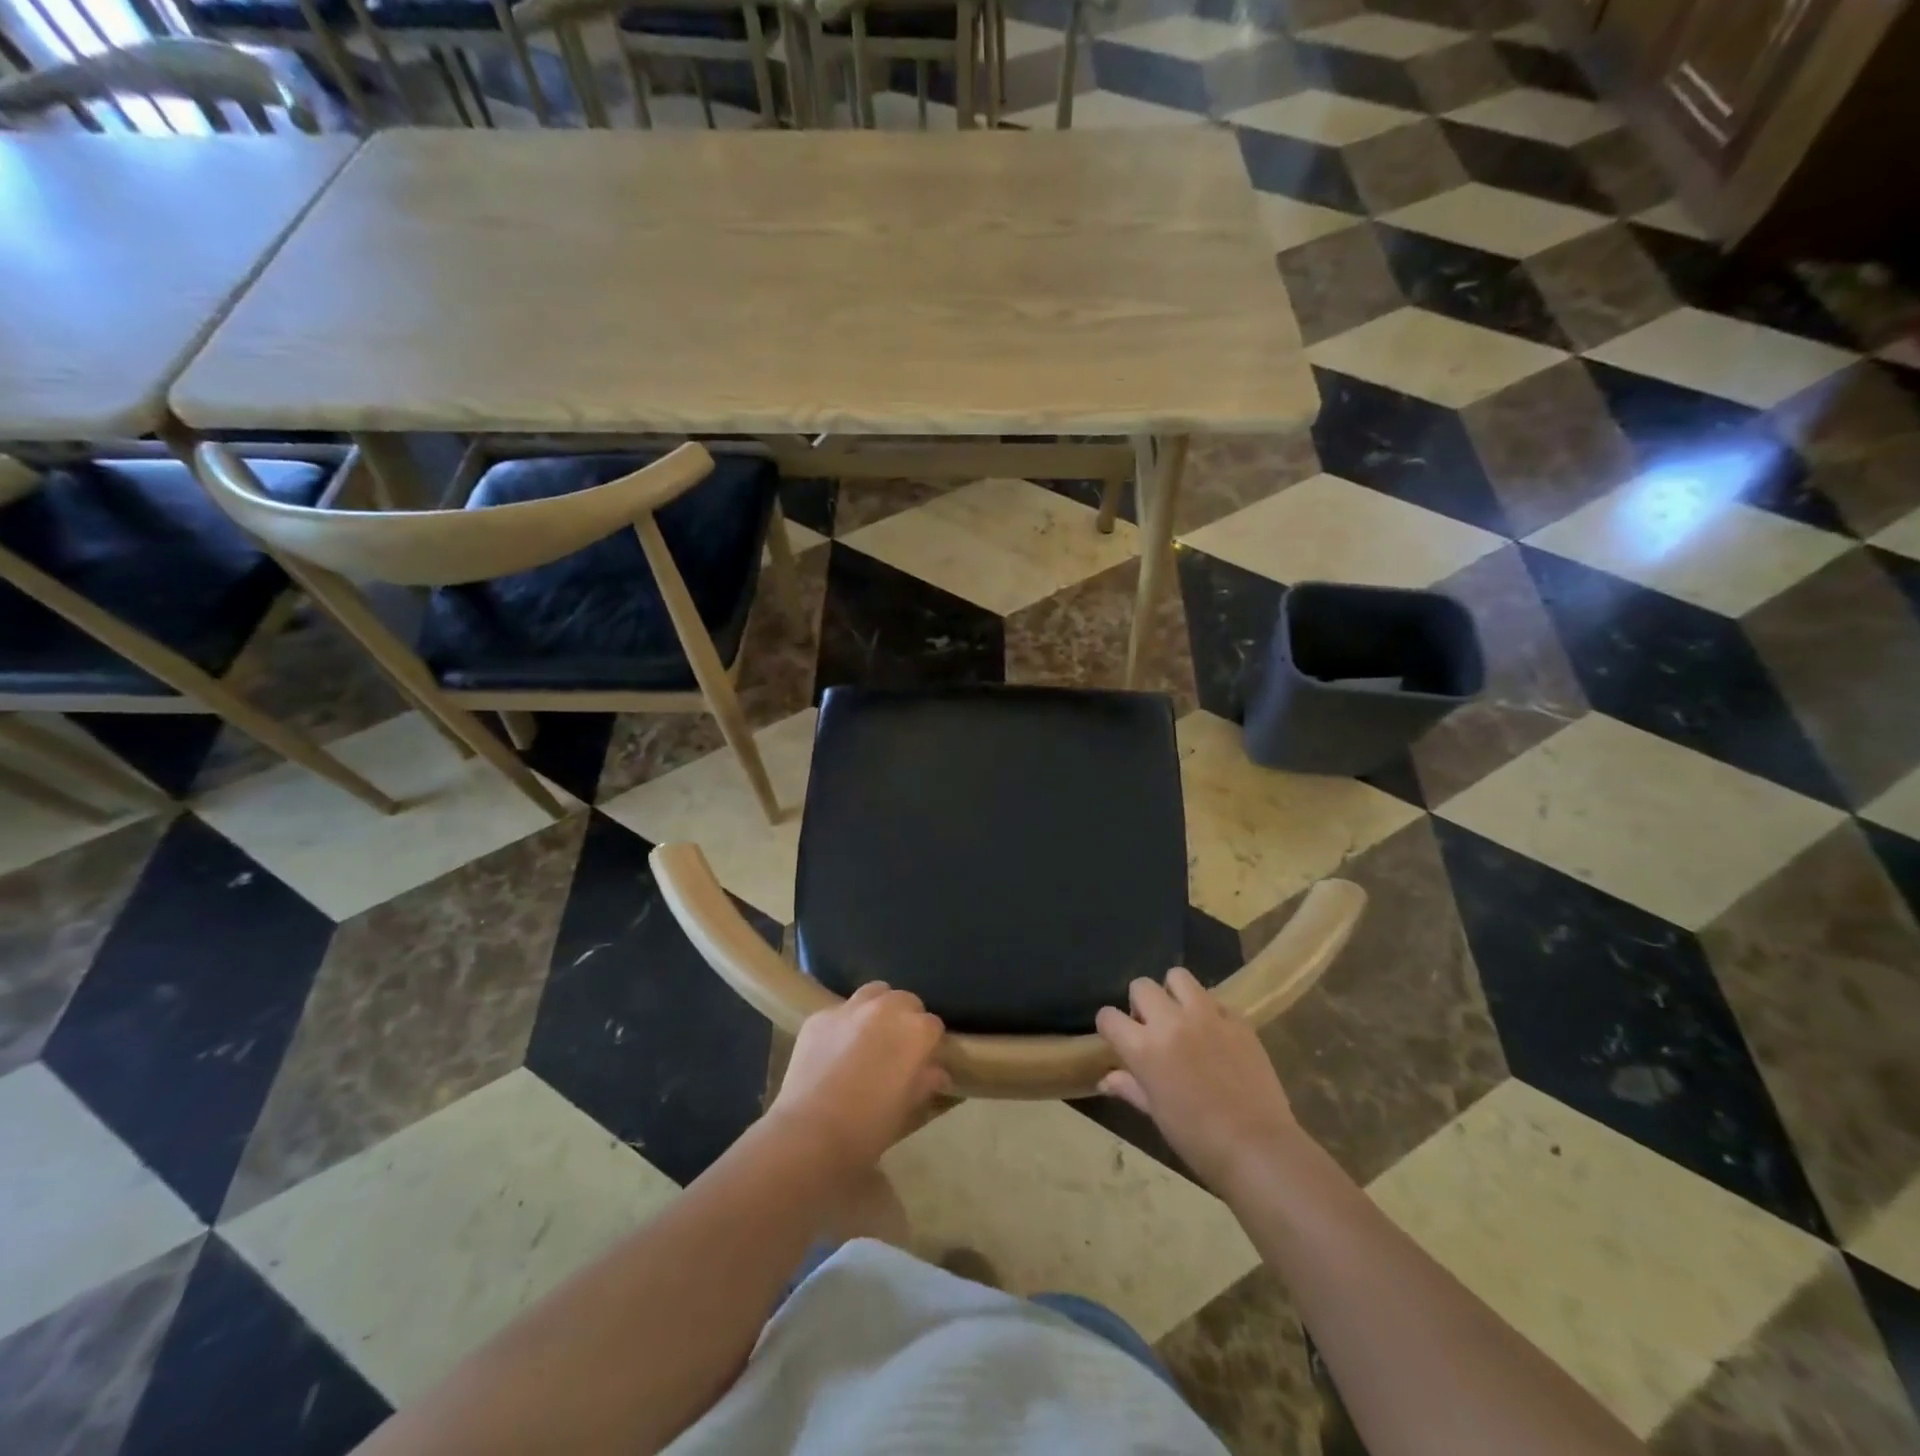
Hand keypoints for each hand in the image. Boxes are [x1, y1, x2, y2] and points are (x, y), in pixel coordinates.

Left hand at [769, 983, 949, 1177]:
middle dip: (905, 1019)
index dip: (928, 1044)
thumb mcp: (907, 1108)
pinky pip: (839, 1011)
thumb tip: (936, 1071)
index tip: (921, 1061)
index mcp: (915, 1030)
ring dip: (877, 1009)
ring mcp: (850, 1008)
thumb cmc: (869, 1126)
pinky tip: (835, 1048)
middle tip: (896, 1047)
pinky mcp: (819, 1016)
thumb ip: (925, 1081)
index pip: (933, 1025)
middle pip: (905, 1000)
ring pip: (873, 993)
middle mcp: (886, 1008)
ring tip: (868, 1036)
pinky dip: (844, 1024)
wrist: (810, 1133)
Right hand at [1096, 968, 1297, 1194]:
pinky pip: (1214, 999)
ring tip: (1182, 1017)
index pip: (1108, 1016)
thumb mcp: (1156, 1113)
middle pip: (1141, 986)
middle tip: (1152, 1028)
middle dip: (1140, 1003)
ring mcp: (1206, 1016)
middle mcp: (1170, 1021)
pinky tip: (1215, 1034)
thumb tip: (1106, 1079)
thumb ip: (1130, 1087)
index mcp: (1144, 1048)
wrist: (1257, 1147)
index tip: (1118, 1039)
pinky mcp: (1237, 1019)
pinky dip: (1208, 1010)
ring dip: (1173, 993)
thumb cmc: (1197, 1139)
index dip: (1109, 1027)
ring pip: (1178, 977)